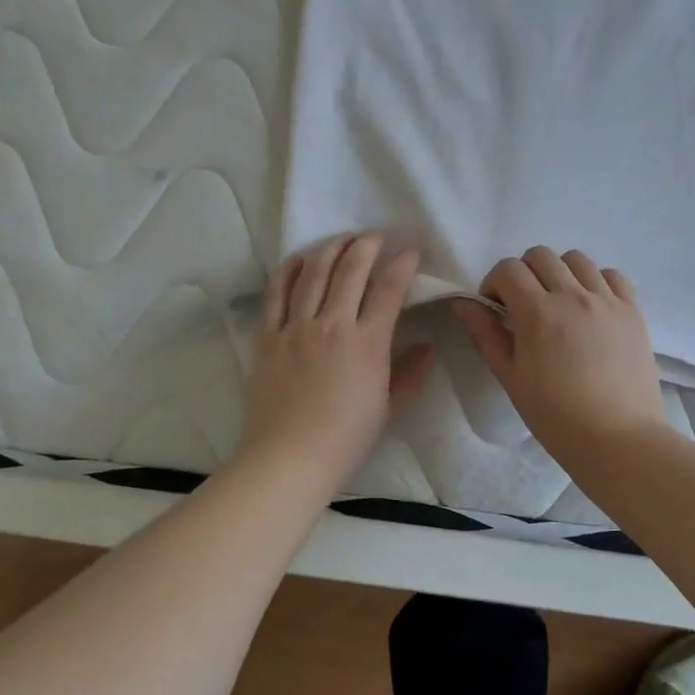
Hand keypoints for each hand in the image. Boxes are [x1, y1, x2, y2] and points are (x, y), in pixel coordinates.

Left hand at [234, 233, 434, 497]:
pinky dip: (289, 270)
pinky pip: (277, 293)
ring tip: (343, 239)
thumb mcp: (388, 408)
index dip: (403, 264)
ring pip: (314, 273)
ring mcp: (296, 327)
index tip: (411, 250)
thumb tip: (427, 347)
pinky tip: (300, 258)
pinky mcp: (267, 336)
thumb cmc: (345, 439)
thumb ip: (410, 374)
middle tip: (377, 235)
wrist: (289, 458)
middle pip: (351, 270)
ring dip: (331, 248)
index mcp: (367, 343)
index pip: (389, 290)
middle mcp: (332, 325)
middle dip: (368, 245)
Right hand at [453, 247, 667, 465]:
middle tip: (523, 305)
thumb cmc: (555, 415)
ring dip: (558, 272)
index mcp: (538, 312)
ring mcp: (607, 300)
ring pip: (576, 259)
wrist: (618, 440)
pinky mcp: (633, 311)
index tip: (495, 308)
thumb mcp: (510, 376)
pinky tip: (590, 306)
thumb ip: (485, 333)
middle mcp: (574, 295)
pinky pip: (611, 275)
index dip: (494, 283)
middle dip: (523, 273)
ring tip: (558, 303)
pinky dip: (595, 281)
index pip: (508, 269)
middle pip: (540, 255)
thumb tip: (461, 302)